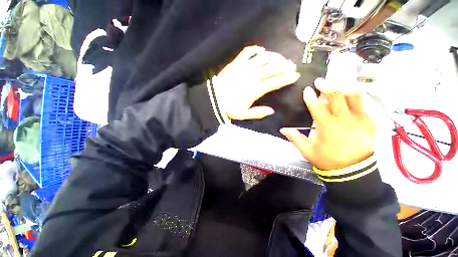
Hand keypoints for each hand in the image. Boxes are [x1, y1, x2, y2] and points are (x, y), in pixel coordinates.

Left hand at [213, 46, 299, 119]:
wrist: (214, 99)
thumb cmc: (229, 107)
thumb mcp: (243, 114)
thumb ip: (258, 113)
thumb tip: (272, 111)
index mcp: (255, 90)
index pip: (275, 82)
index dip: (286, 78)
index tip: (295, 76)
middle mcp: (252, 77)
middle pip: (273, 68)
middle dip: (285, 66)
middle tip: (291, 66)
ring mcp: (244, 68)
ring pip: (263, 58)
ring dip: (274, 56)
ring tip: (281, 58)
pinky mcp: (236, 63)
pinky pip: (247, 52)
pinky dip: (255, 49)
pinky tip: (261, 50)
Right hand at [280, 78, 376, 169]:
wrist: (353, 172)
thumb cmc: (327, 160)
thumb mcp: (307, 150)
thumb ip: (295, 138)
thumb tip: (283, 129)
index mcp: (327, 127)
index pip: (317, 106)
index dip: (310, 96)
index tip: (307, 90)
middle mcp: (344, 120)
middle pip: (337, 96)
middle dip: (327, 86)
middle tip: (321, 82)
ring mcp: (360, 120)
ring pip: (355, 96)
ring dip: (344, 89)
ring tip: (337, 88)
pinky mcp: (371, 123)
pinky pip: (364, 106)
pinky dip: (355, 101)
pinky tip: (348, 102)